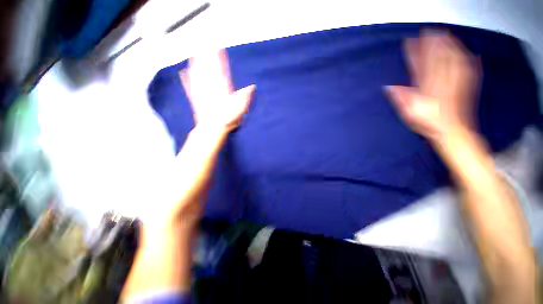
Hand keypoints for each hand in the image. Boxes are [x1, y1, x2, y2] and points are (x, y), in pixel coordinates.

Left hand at [179, 50, 255, 131]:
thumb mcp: (241, 109)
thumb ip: (245, 96)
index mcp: (223, 89)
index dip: (220, 58)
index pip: (222, 70)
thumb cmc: (228, 119)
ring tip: (194, 54)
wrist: (212, 128)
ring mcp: (202, 92)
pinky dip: (187, 78)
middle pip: (208, 69)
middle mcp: (211, 88)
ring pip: (198, 75)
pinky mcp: (195, 99)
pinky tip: (183, 73)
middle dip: (206, 56)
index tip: (218, 48)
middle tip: (203, 44)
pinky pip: (190, 86)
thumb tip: (252, 87)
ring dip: (196, 64)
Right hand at [387, 31, 479, 142]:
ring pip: (454, 59)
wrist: (453, 132)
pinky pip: (468, 67)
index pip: (420, 66)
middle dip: (433, 43)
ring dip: (449, 45)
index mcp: (428, 88)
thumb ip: (401, 99)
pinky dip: (466, 56)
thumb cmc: (428, 124)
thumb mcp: (409, 114)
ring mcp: (457, 82)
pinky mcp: (467, 84)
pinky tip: (466, 50)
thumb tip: (389, 87)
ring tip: (445, 34)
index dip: (414, 53)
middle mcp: (443, 82)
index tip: (409, 42)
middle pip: (438, 58)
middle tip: (428, 30)